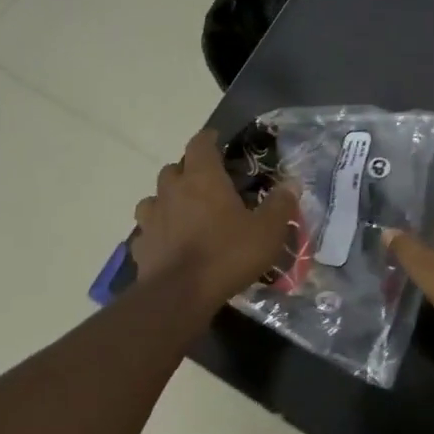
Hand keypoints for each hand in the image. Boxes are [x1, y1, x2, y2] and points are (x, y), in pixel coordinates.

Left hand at [132, 129, 298, 308]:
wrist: (180, 295)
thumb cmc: (227, 254)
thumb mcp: (267, 231)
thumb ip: (280, 205)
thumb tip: (291, 184)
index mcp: (202, 178)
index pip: (200, 144)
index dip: (208, 139)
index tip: (217, 140)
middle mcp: (172, 191)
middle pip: (174, 169)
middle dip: (188, 172)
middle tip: (207, 184)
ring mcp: (151, 218)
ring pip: (154, 198)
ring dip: (167, 200)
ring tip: (183, 213)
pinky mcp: (141, 246)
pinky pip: (147, 231)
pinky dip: (157, 232)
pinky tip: (168, 244)